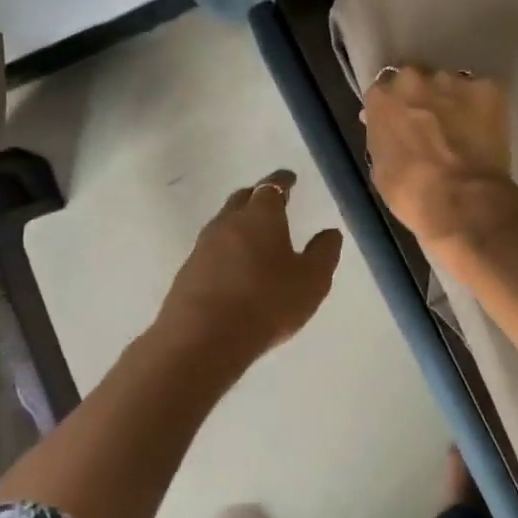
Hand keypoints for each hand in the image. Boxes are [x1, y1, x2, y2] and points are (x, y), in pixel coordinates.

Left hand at [154, 170, 343, 365]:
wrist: (202, 339)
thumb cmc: (266, 302)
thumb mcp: (311, 281)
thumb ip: (324, 253)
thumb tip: (330, 232)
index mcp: (260, 216)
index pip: (272, 187)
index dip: (282, 181)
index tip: (290, 179)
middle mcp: (228, 222)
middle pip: (243, 199)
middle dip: (259, 197)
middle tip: (273, 203)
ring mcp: (203, 246)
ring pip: (225, 223)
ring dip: (240, 223)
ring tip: (256, 236)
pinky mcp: (188, 271)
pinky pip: (212, 249)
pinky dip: (227, 249)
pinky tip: (235, 267)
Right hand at [363, 67, 517, 249]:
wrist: (461, 199)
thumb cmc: (410, 192)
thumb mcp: (380, 166)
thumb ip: (381, 137)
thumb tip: (388, 128)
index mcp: (382, 97)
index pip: (383, 91)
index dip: (394, 108)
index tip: (401, 124)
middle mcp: (414, 78)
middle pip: (416, 79)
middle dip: (422, 96)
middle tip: (432, 124)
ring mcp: (453, 80)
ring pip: (451, 83)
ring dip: (453, 100)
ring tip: (463, 129)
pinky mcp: (488, 87)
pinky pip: (483, 91)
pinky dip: (483, 107)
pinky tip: (486, 129)